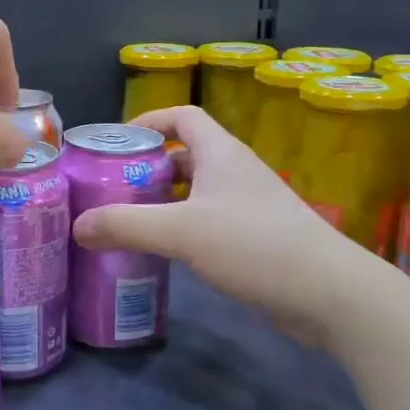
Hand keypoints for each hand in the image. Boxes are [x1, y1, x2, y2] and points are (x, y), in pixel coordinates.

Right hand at [71, 105, 384, 340]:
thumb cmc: (253, 245)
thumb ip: (125, 225)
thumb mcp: (180, 232)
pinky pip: (210, 219)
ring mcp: (251, 204)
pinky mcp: (259, 237)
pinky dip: (184, 226)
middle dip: (148, 166)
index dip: (148, 122)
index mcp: (221, 153)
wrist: (331, 294)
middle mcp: (236, 170)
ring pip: (198, 190)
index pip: (182, 116)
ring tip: (129, 219)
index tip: (116, 144)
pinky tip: (166, 251)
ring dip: (165, 200)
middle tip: (112, 187)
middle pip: (186, 154)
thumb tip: (77, 226)